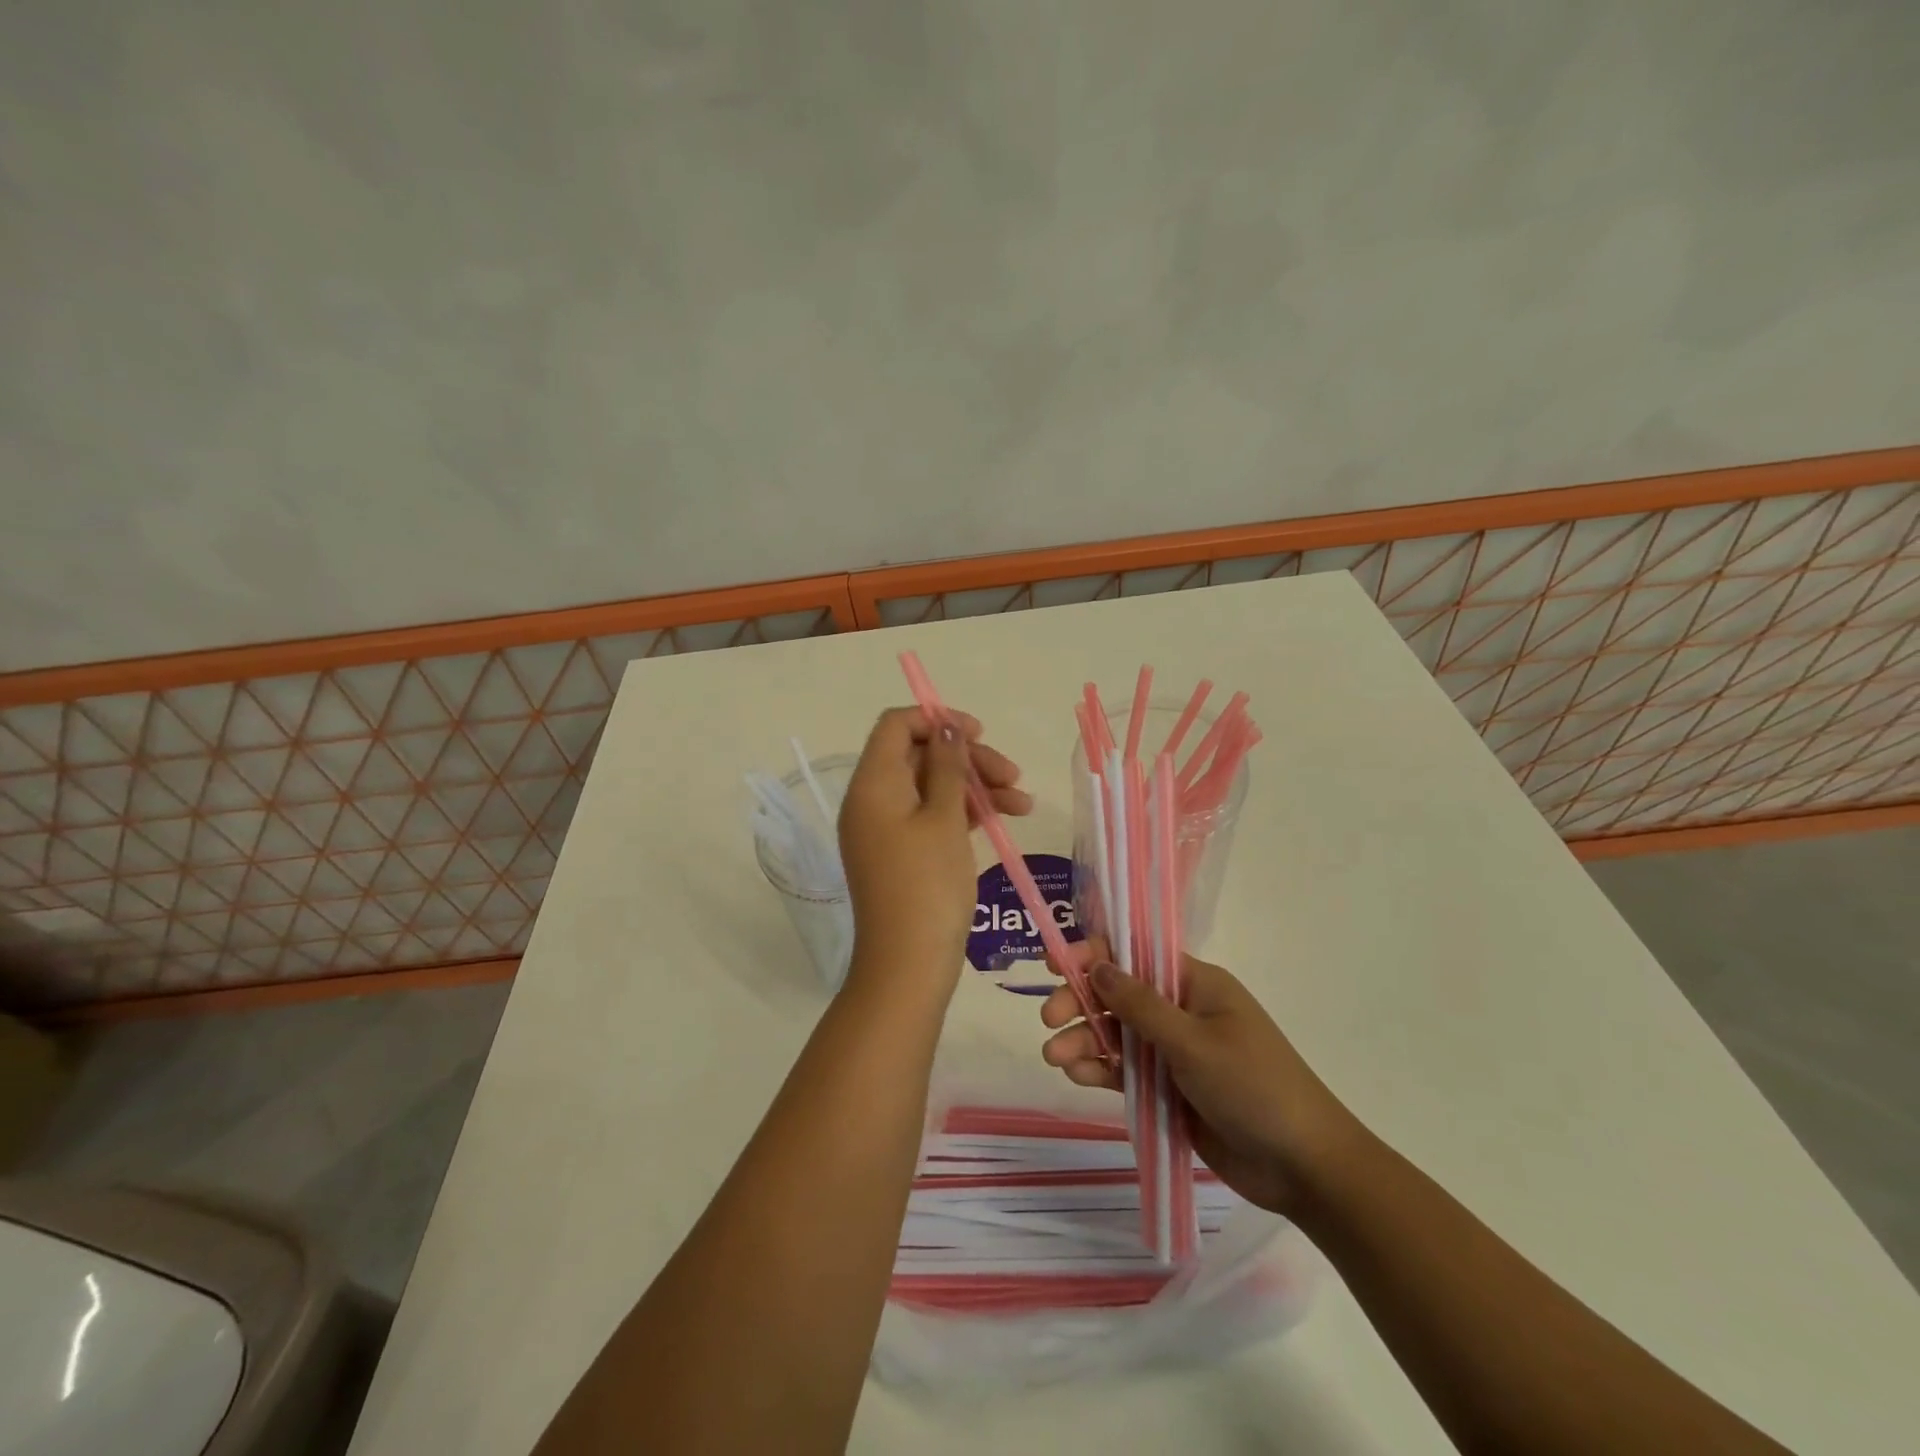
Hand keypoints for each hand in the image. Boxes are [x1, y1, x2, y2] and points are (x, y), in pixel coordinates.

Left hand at [837, 707, 1030, 994]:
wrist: (909, 965)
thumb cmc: (928, 885)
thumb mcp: (944, 818)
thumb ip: (948, 767)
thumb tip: (946, 728)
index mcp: (872, 784)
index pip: (896, 726)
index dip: (936, 721)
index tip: (978, 733)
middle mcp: (872, 801)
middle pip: (919, 756)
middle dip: (968, 759)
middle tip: (1012, 775)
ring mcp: (886, 830)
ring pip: (932, 787)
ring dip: (975, 787)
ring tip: (1022, 803)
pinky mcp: (901, 854)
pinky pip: (931, 817)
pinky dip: (965, 814)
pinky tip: (1004, 819)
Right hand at [1040, 954, 1362, 1214]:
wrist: (1304, 1167)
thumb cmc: (1253, 1087)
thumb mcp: (1193, 1042)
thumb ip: (1140, 1005)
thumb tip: (1098, 965)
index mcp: (1195, 984)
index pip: (1135, 954)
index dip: (1094, 955)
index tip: (1057, 965)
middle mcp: (1181, 1010)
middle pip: (1118, 994)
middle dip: (1081, 1002)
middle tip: (1048, 1019)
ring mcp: (1174, 1052)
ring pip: (1117, 1034)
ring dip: (1084, 1040)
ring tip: (1054, 1057)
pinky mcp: (1169, 1089)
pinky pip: (1126, 1071)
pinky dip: (1101, 1070)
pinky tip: (1077, 1076)